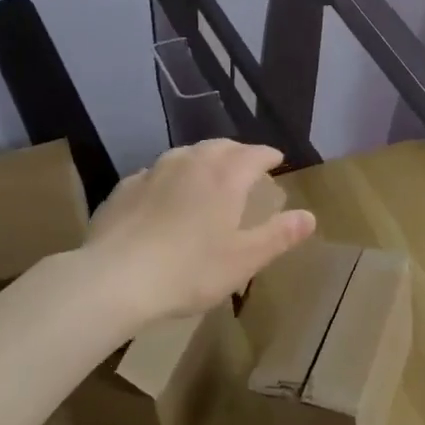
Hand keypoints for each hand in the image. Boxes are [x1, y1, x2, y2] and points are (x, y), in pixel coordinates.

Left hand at [83, 140, 315, 327]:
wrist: (115, 278)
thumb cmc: (189, 270)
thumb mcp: (244, 259)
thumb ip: (279, 235)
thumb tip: (309, 217)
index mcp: (224, 177)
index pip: (254, 154)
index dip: (268, 155)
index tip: (276, 160)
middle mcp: (190, 163)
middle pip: (219, 146)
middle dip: (237, 152)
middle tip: (245, 166)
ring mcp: (153, 172)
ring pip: (185, 154)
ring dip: (202, 159)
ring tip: (207, 175)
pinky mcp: (125, 188)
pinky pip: (155, 173)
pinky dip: (170, 177)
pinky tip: (165, 195)